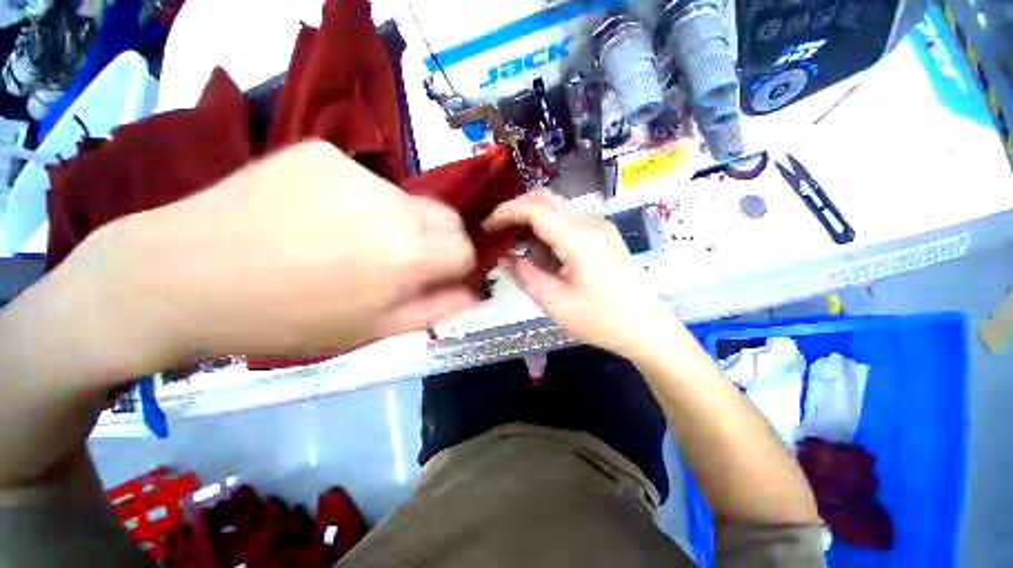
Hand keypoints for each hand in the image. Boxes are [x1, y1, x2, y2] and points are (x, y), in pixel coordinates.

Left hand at [75, 141, 477, 369]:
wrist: (179, 275)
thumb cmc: (285, 319)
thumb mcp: (370, 330)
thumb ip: (432, 310)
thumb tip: (474, 295)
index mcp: (406, 254)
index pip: (465, 248)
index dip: (459, 265)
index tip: (441, 276)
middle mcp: (392, 205)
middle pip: (446, 217)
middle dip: (439, 241)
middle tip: (405, 260)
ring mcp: (353, 171)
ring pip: (407, 200)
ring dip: (399, 222)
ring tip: (354, 241)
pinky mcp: (320, 152)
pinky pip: (364, 181)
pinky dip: (360, 202)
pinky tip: (321, 217)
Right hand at [483, 193, 675, 358]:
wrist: (645, 328)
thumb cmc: (600, 320)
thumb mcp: (554, 302)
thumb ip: (525, 274)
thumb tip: (503, 257)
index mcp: (579, 238)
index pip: (535, 208)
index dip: (505, 212)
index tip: (486, 227)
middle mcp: (591, 223)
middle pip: (546, 200)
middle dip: (517, 211)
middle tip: (498, 233)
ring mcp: (599, 227)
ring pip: (556, 209)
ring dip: (532, 221)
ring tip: (515, 245)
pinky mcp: (602, 236)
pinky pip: (568, 222)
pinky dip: (547, 230)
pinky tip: (540, 252)